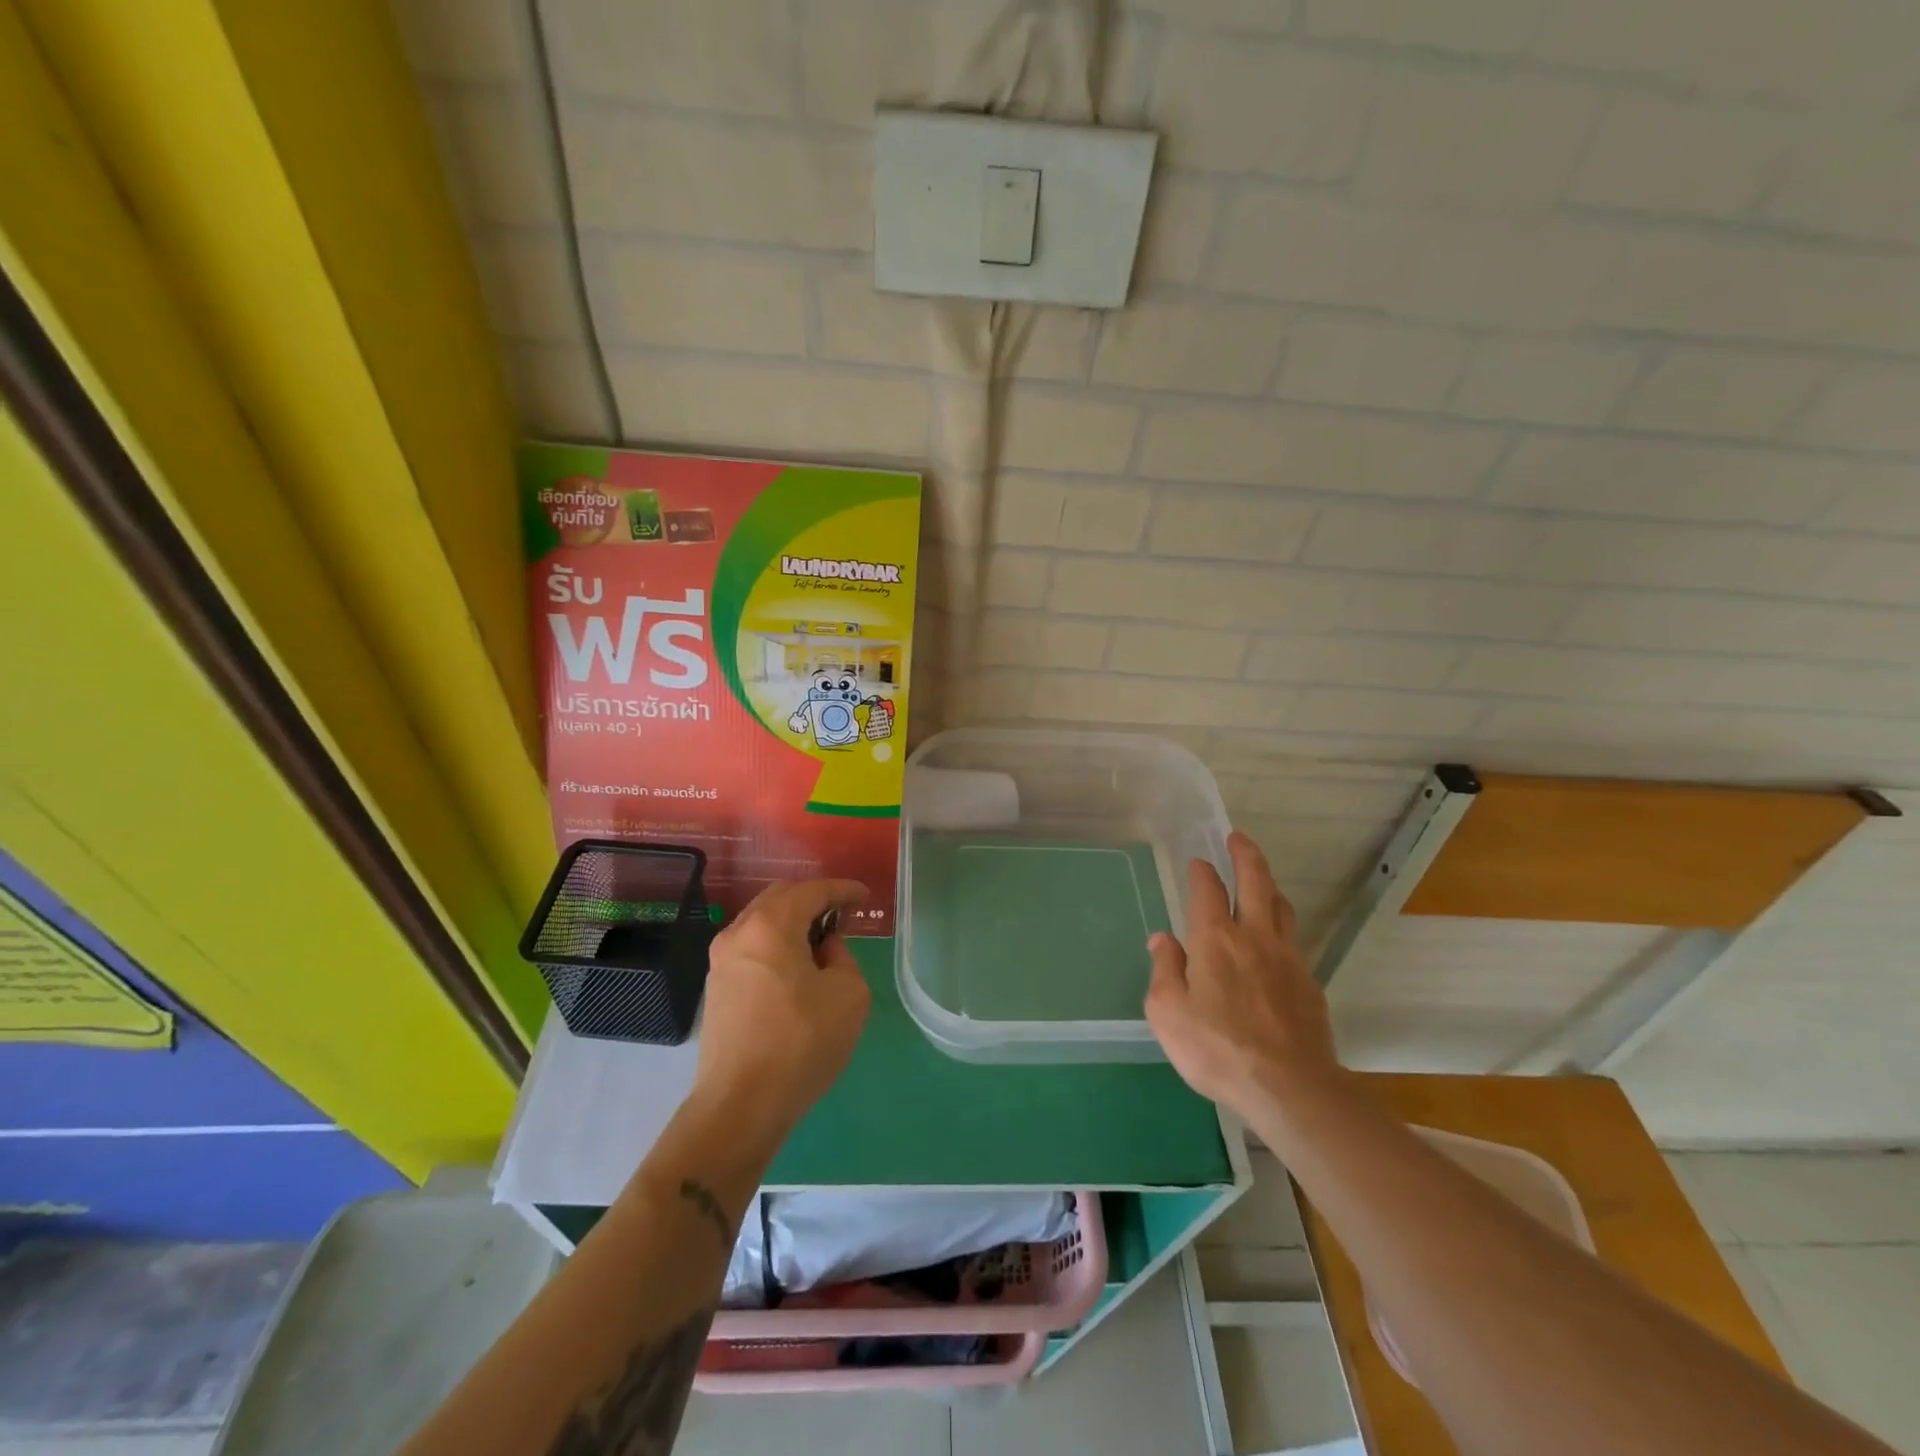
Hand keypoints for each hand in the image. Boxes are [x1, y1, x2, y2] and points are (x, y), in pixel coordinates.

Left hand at [693, 879, 870, 1152]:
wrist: (740, 1105)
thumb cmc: (801, 1043)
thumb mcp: (848, 994)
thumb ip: (842, 957)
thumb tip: (824, 949)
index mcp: (771, 926)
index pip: (812, 891)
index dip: (842, 890)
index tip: (864, 896)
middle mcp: (739, 933)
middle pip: (780, 898)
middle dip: (813, 899)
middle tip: (842, 914)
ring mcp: (721, 960)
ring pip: (761, 922)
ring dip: (792, 922)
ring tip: (820, 941)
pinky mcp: (716, 987)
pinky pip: (751, 947)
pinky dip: (776, 943)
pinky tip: (795, 966)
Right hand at [1144, 832, 1343, 1116]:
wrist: (1289, 1087)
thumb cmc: (1216, 1048)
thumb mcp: (1168, 1013)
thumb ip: (1164, 970)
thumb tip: (1163, 939)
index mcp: (1215, 939)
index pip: (1208, 891)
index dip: (1202, 872)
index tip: (1198, 862)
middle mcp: (1254, 937)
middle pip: (1256, 882)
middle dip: (1246, 855)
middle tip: (1238, 839)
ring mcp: (1288, 958)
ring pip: (1282, 907)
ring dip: (1269, 886)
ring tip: (1261, 881)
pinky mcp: (1309, 983)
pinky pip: (1294, 940)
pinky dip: (1282, 925)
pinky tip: (1276, 941)